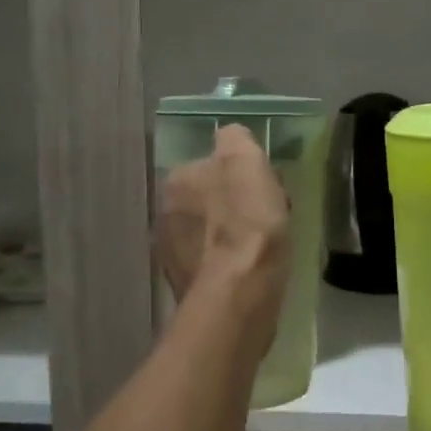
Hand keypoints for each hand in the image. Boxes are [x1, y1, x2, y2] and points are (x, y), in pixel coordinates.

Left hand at [155, 124, 291, 336]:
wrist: (239, 293)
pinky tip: (248, 271)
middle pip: (207, 199)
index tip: (264, 188)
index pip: (210, 165)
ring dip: (229, 236)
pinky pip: (210, 263)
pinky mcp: (184, 285)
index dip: (240, 175)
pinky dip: (226, 264)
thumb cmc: (247, 222)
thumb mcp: (247, 161)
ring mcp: (170, 252)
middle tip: (266, 218)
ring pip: (208, 232)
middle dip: (233, 205)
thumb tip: (230, 137)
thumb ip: (235, 139)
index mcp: (177, 179)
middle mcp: (164, 211)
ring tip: (261, 249)